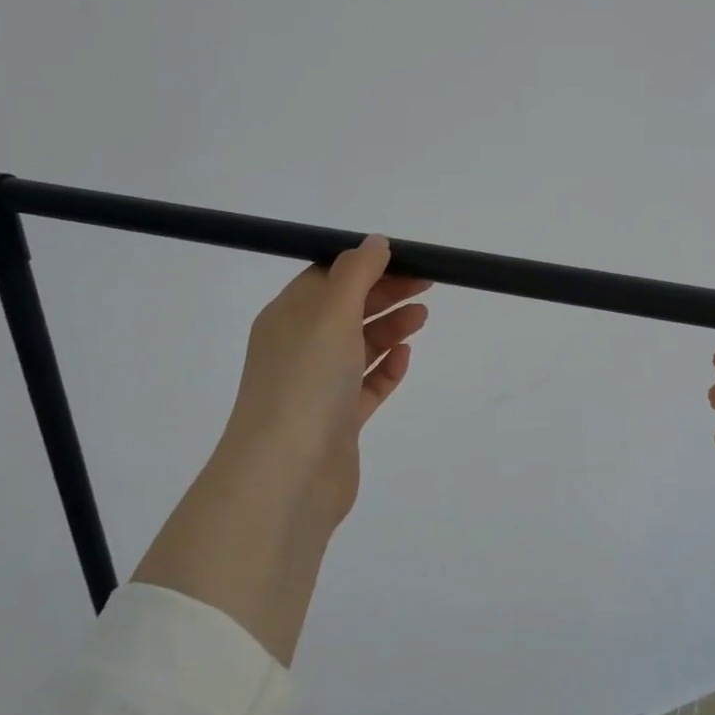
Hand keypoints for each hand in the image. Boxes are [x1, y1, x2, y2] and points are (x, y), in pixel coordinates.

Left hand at [211, 235, 430, 532]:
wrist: (288, 473)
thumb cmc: (307, 380)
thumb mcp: (331, 312)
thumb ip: (357, 273)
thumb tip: (375, 242)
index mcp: (288, 317)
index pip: (328, 278)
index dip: (367, 266)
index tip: (406, 261)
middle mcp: (300, 348)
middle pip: (347, 309)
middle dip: (385, 294)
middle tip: (426, 285)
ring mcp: (318, 387)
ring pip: (359, 347)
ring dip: (390, 328)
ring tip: (422, 317)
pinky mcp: (338, 420)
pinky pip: (366, 386)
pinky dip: (386, 369)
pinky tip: (405, 358)